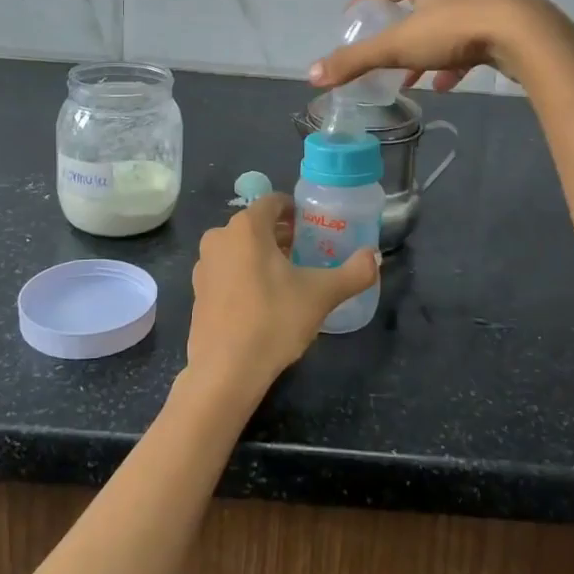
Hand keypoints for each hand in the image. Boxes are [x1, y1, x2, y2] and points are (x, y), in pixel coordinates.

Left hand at [186, 194, 379, 400]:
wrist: (225, 371)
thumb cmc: (273, 321)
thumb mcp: (321, 295)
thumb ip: (354, 272)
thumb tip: (375, 257)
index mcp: (246, 227)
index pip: (273, 202)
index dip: (295, 210)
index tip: (314, 227)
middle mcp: (219, 237)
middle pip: (256, 225)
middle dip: (282, 235)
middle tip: (308, 253)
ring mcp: (204, 265)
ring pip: (240, 248)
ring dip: (263, 255)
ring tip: (289, 277)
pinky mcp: (198, 291)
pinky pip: (227, 270)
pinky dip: (245, 274)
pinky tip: (264, 301)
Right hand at [308, 0, 573, 92]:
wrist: (522, 35)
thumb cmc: (454, 29)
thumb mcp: (398, 47)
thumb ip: (355, 61)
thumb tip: (312, 74)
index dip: (361, 4)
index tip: (349, 25)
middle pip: (410, 6)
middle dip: (392, 34)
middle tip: (377, 56)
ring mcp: (474, 4)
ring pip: (437, 27)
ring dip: (420, 53)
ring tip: (407, 79)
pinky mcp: (494, 26)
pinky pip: (463, 44)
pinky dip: (448, 63)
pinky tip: (444, 86)